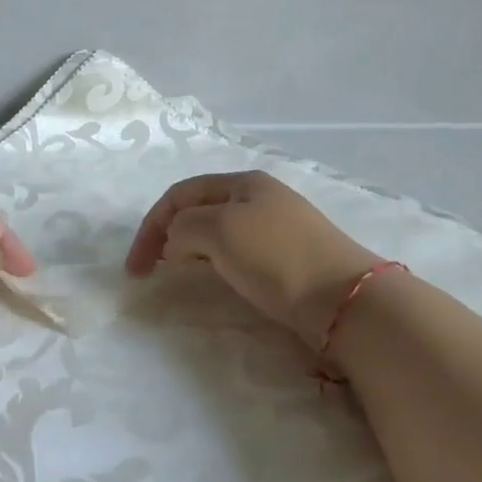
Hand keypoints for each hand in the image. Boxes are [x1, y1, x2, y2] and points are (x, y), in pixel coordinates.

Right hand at [126, 171, 379, 346]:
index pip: (180, 194)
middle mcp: (260, 198)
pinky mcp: (290, 260)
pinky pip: (239, 253)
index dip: (151, 225)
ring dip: (192, 249)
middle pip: (199, 209)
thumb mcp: (218, 230)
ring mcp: (278, 228)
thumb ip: (184, 227)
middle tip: (152, 269)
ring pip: (219, 232)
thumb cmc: (276, 256)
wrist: (345, 300)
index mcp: (243, 181)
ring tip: (179, 274)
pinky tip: (218, 279)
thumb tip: (177, 243)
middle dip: (170, 234)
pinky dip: (216, 263)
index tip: (136, 266)